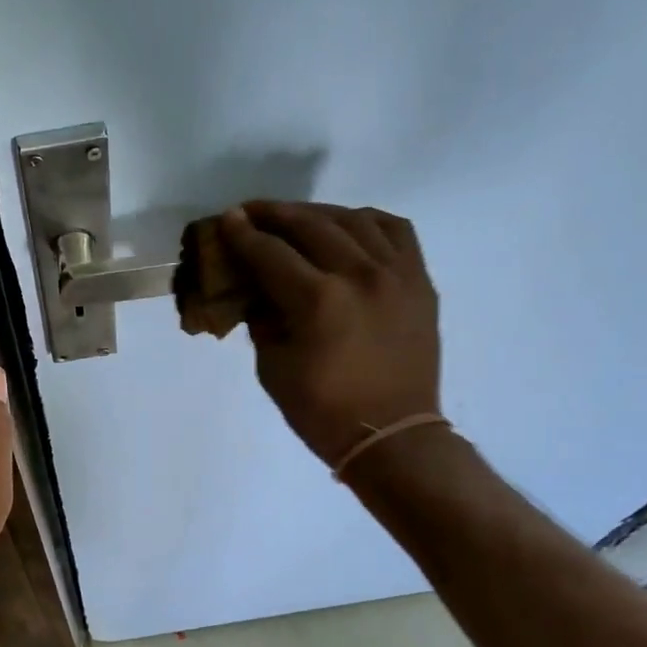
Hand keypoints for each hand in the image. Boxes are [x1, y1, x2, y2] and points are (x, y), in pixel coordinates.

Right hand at [219, 202, 441, 467]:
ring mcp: (397, 274)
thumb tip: (258, 291)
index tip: (227, 219)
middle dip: (275, 214)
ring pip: (354, 220)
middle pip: (311, 225)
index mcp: (318, 301)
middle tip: (251, 211)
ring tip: (296, 217)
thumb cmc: (322, 411)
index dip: (243, 235)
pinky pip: (395, 231)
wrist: (391, 435)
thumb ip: (263, 320)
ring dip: (318, 212)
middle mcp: (360, 275)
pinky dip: (367, 221)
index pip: (271, 254)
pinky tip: (349, 225)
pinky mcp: (419, 281)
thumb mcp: (273, 368)